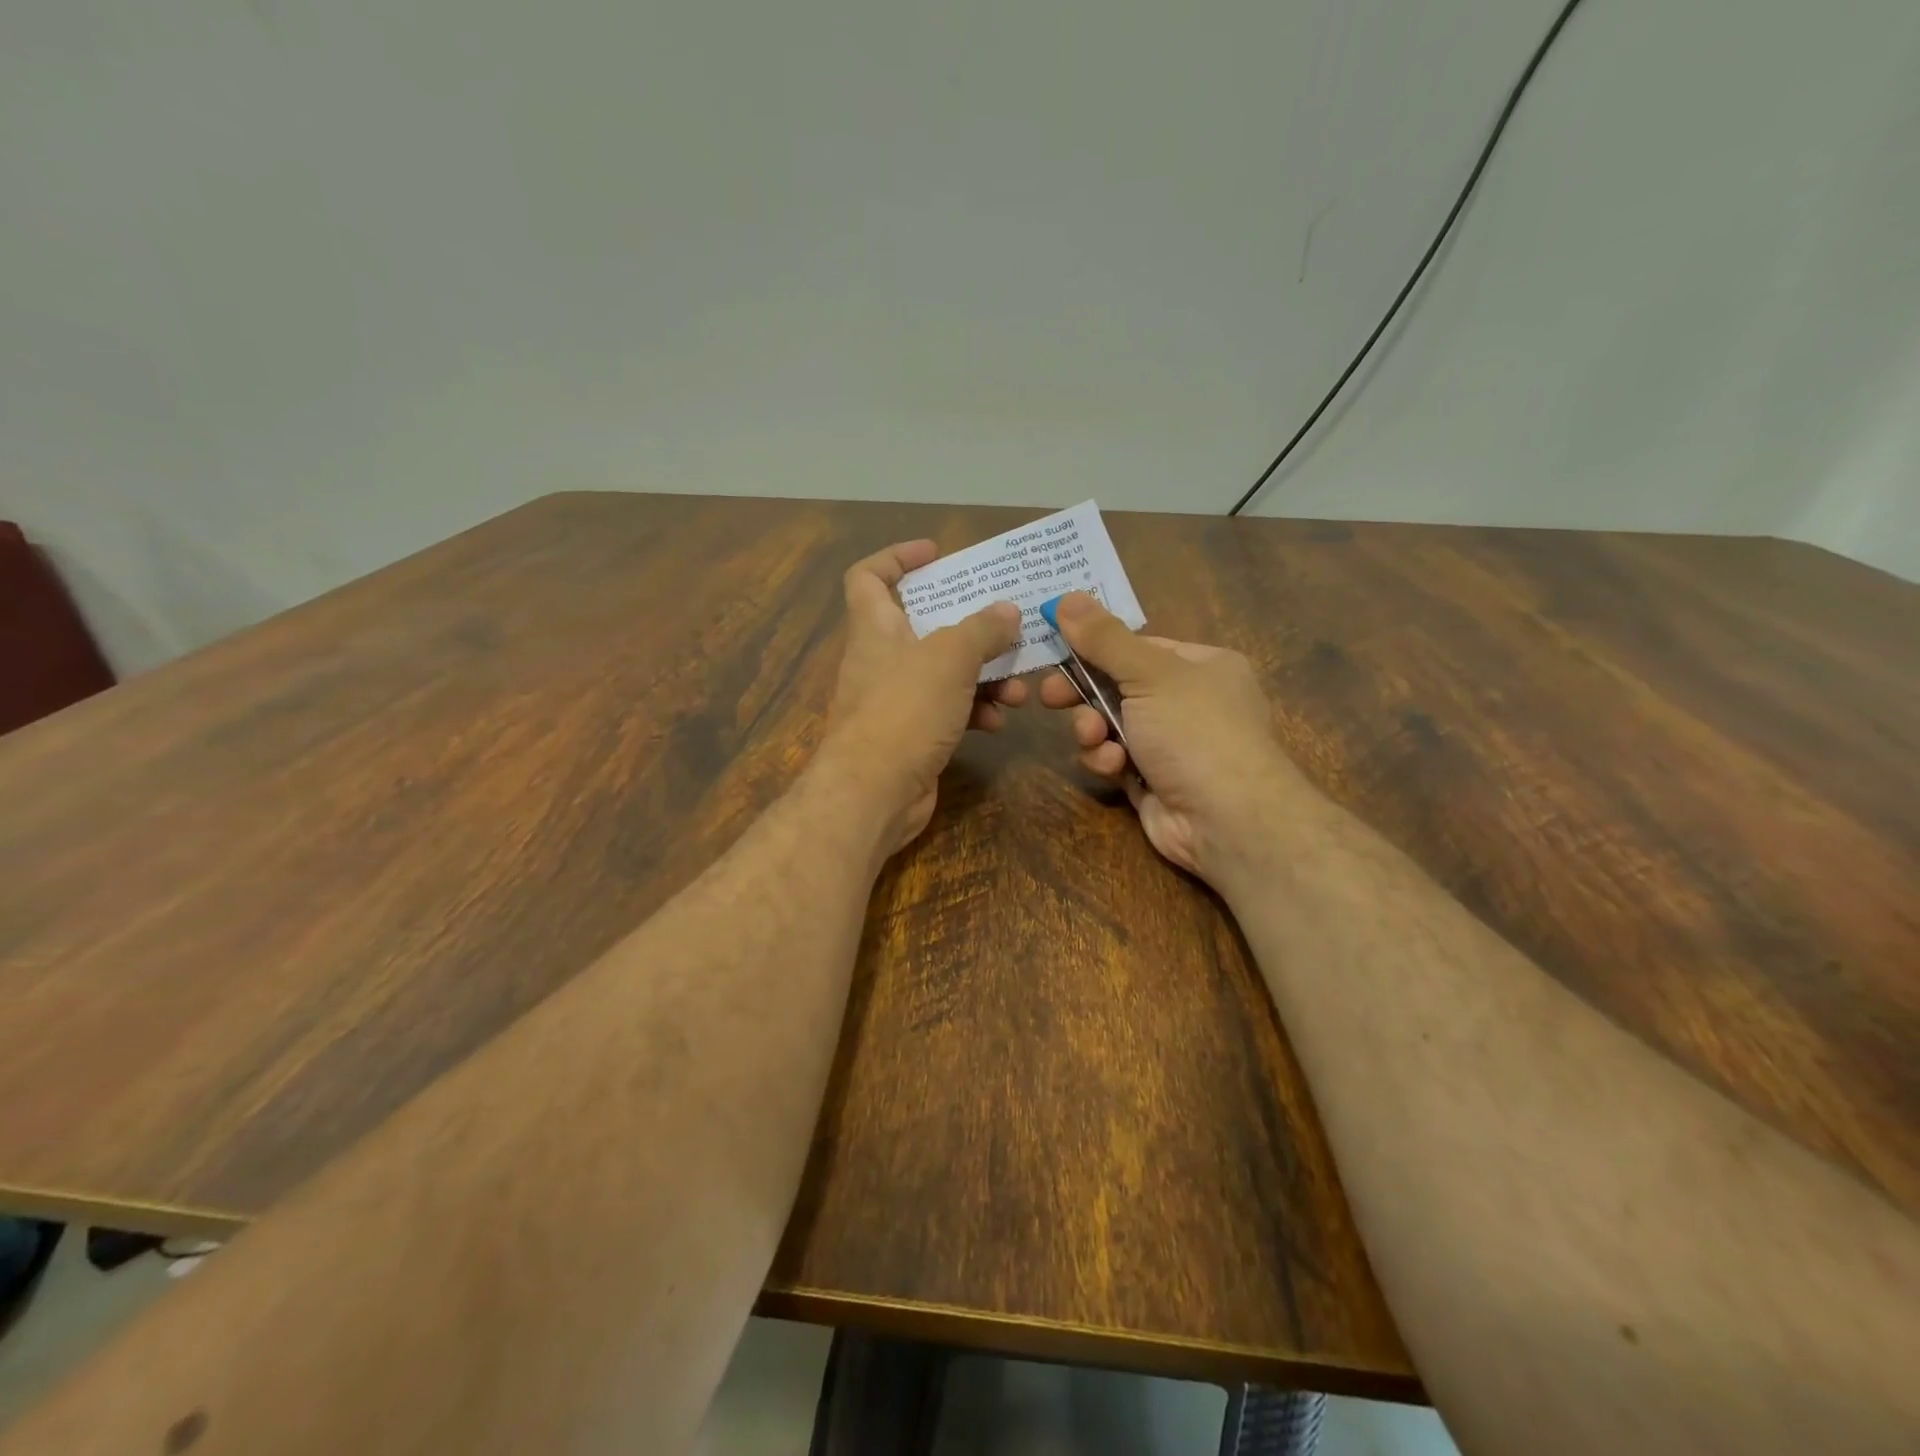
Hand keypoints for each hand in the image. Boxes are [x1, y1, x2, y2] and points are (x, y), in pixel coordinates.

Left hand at [817, 541, 1025, 854]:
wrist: (874, 793)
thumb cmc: (904, 710)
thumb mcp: (950, 658)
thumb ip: (982, 629)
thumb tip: (1008, 612)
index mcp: (876, 627)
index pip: (869, 576)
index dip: (897, 557)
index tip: (936, 553)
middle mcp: (882, 659)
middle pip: (925, 626)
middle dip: (969, 626)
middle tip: (1007, 625)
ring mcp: (896, 700)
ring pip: (945, 672)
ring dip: (983, 675)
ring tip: (1018, 686)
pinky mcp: (912, 734)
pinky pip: (948, 710)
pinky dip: (973, 710)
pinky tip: (997, 720)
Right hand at [1038, 592, 1303, 884]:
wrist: (1227, 819)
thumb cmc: (1195, 730)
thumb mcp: (1149, 674)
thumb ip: (1104, 639)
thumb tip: (1065, 597)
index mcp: (1200, 665)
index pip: (1137, 646)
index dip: (1094, 646)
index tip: (1053, 646)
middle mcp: (1188, 701)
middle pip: (1118, 686)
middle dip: (1084, 693)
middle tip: (1048, 696)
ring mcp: (1171, 744)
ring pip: (1111, 725)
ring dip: (1094, 730)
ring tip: (1094, 737)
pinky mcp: (1152, 779)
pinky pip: (1116, 759)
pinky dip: (1108, 761)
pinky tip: (1113, 767)